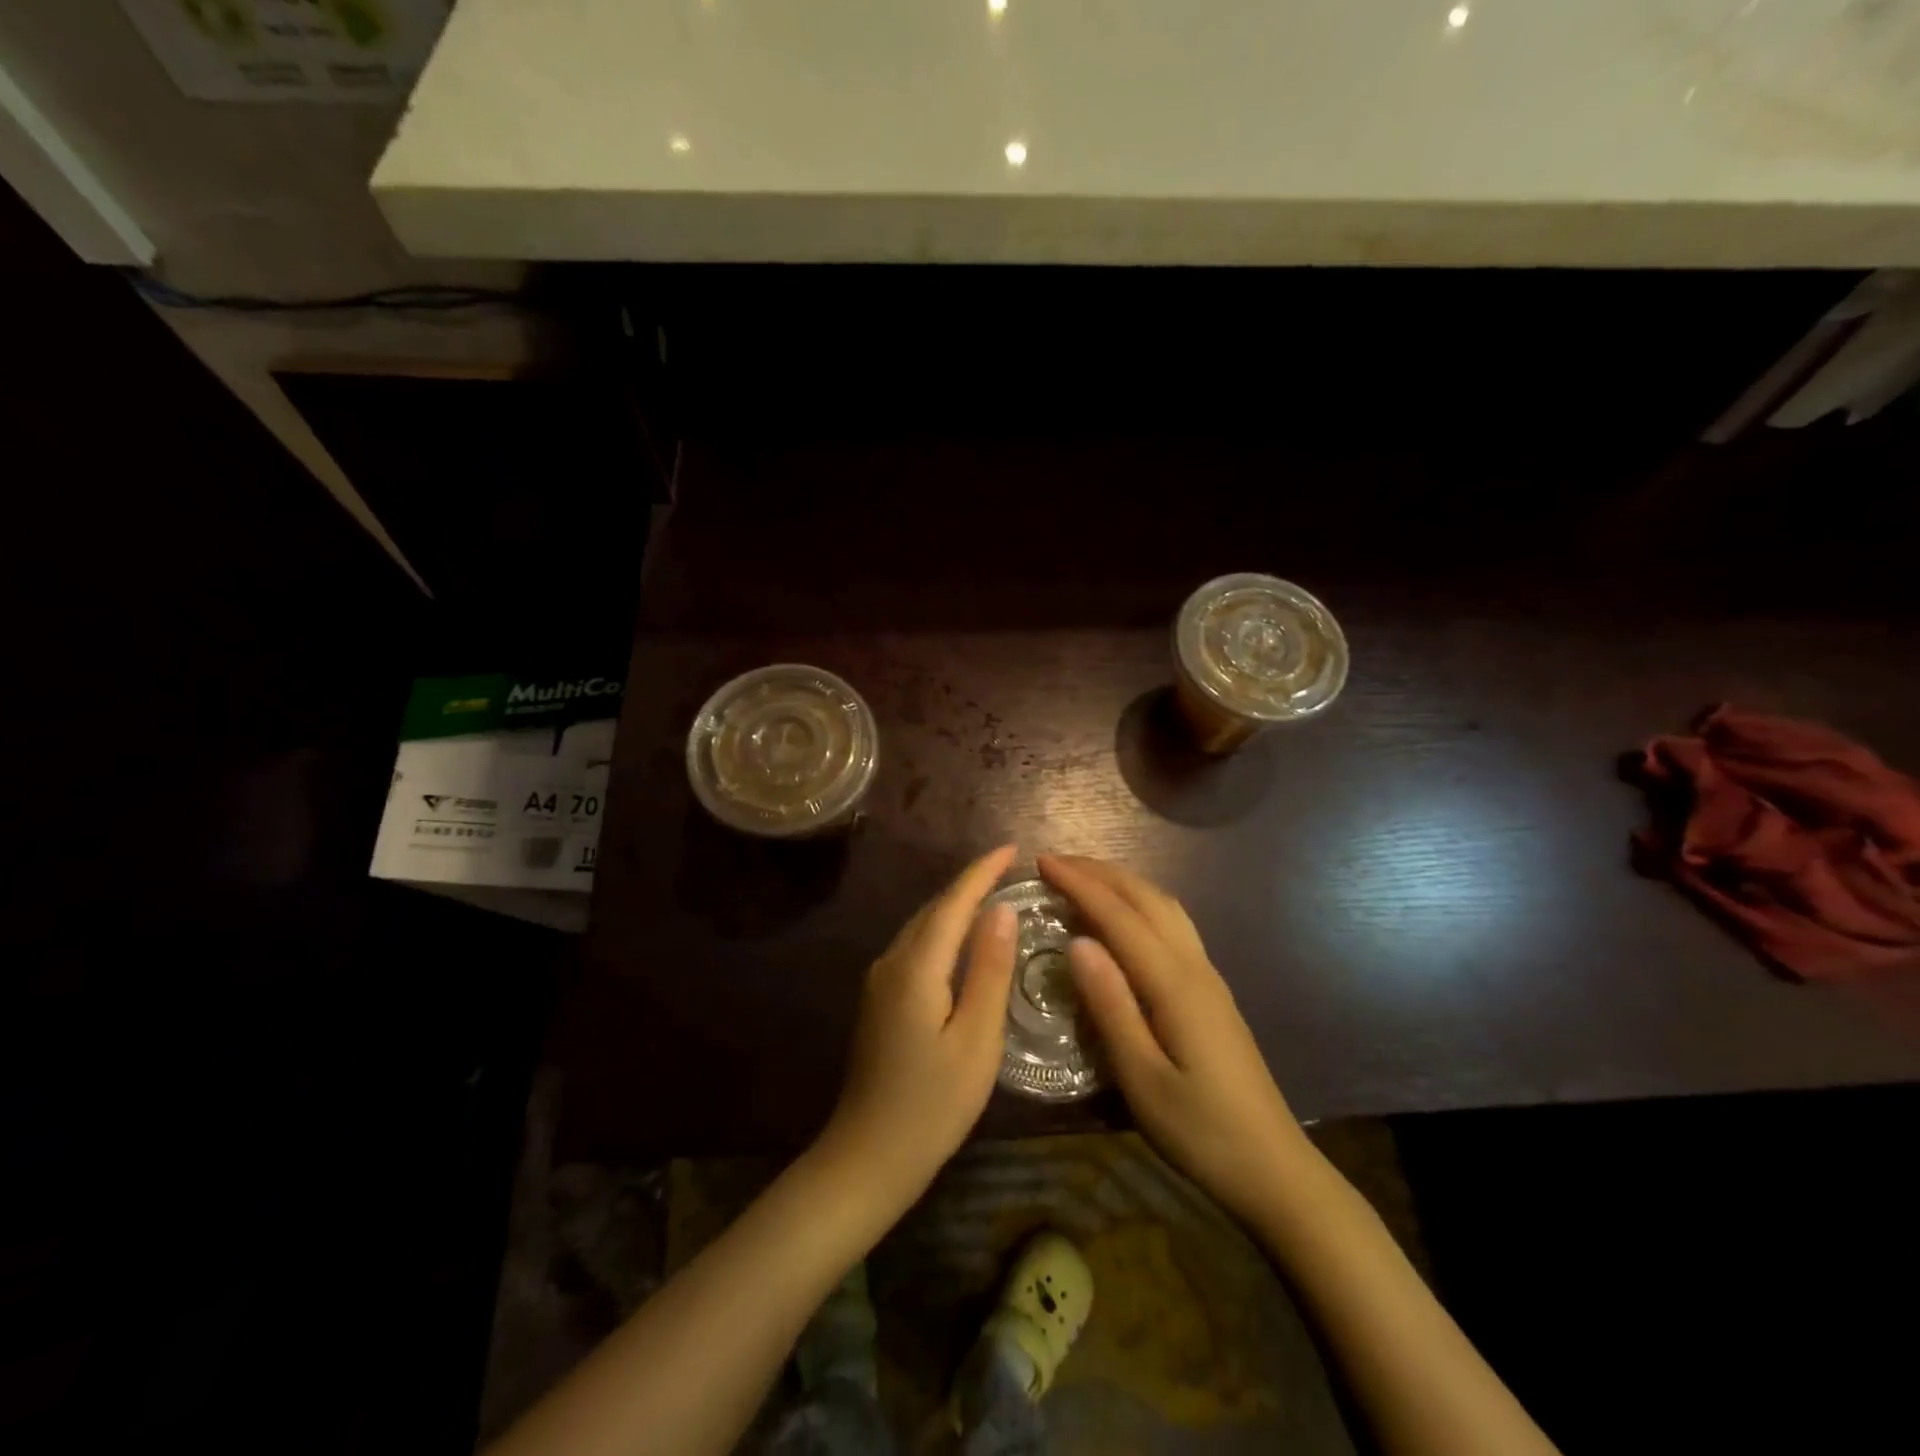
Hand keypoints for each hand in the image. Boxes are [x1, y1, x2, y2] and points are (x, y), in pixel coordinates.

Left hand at [819, 844, 1019, 1206]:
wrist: (867, 1157)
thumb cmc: (932, 1105)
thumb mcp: (976, 1040)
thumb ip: (989, 971)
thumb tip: (1001, 910)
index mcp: (916, 967)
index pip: (953, 903)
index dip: (982, 872)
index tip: (1012, 848)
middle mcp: (891, 962)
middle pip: (934, 909)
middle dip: (970, 883)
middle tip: (1010, 868)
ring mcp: (879, 980)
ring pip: (922, 926)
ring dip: (955, 905)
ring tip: (993, 893)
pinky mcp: (879, 999)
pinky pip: (915, 946)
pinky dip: (942, 930)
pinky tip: (962, 939)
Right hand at [1038, 853, 1310, 1224]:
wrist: (1274, 1169)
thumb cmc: (1200, 1131)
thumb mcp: (1142, 1078)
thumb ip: (1110, 1006)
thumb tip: (1077, 942)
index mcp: (1173, 983)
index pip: (1119, 915)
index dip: (1079, 884)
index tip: (1041, 862)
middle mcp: (1194, 966)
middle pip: (1146, 898)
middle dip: (1100, 872)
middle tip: (1054, 862)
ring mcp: (1208, 977)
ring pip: (1165, 907)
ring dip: (1123, 883)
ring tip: (1085, 878)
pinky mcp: (1212, 992)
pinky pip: (1173, 925)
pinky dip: (1141, 904)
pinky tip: (1127, 918)